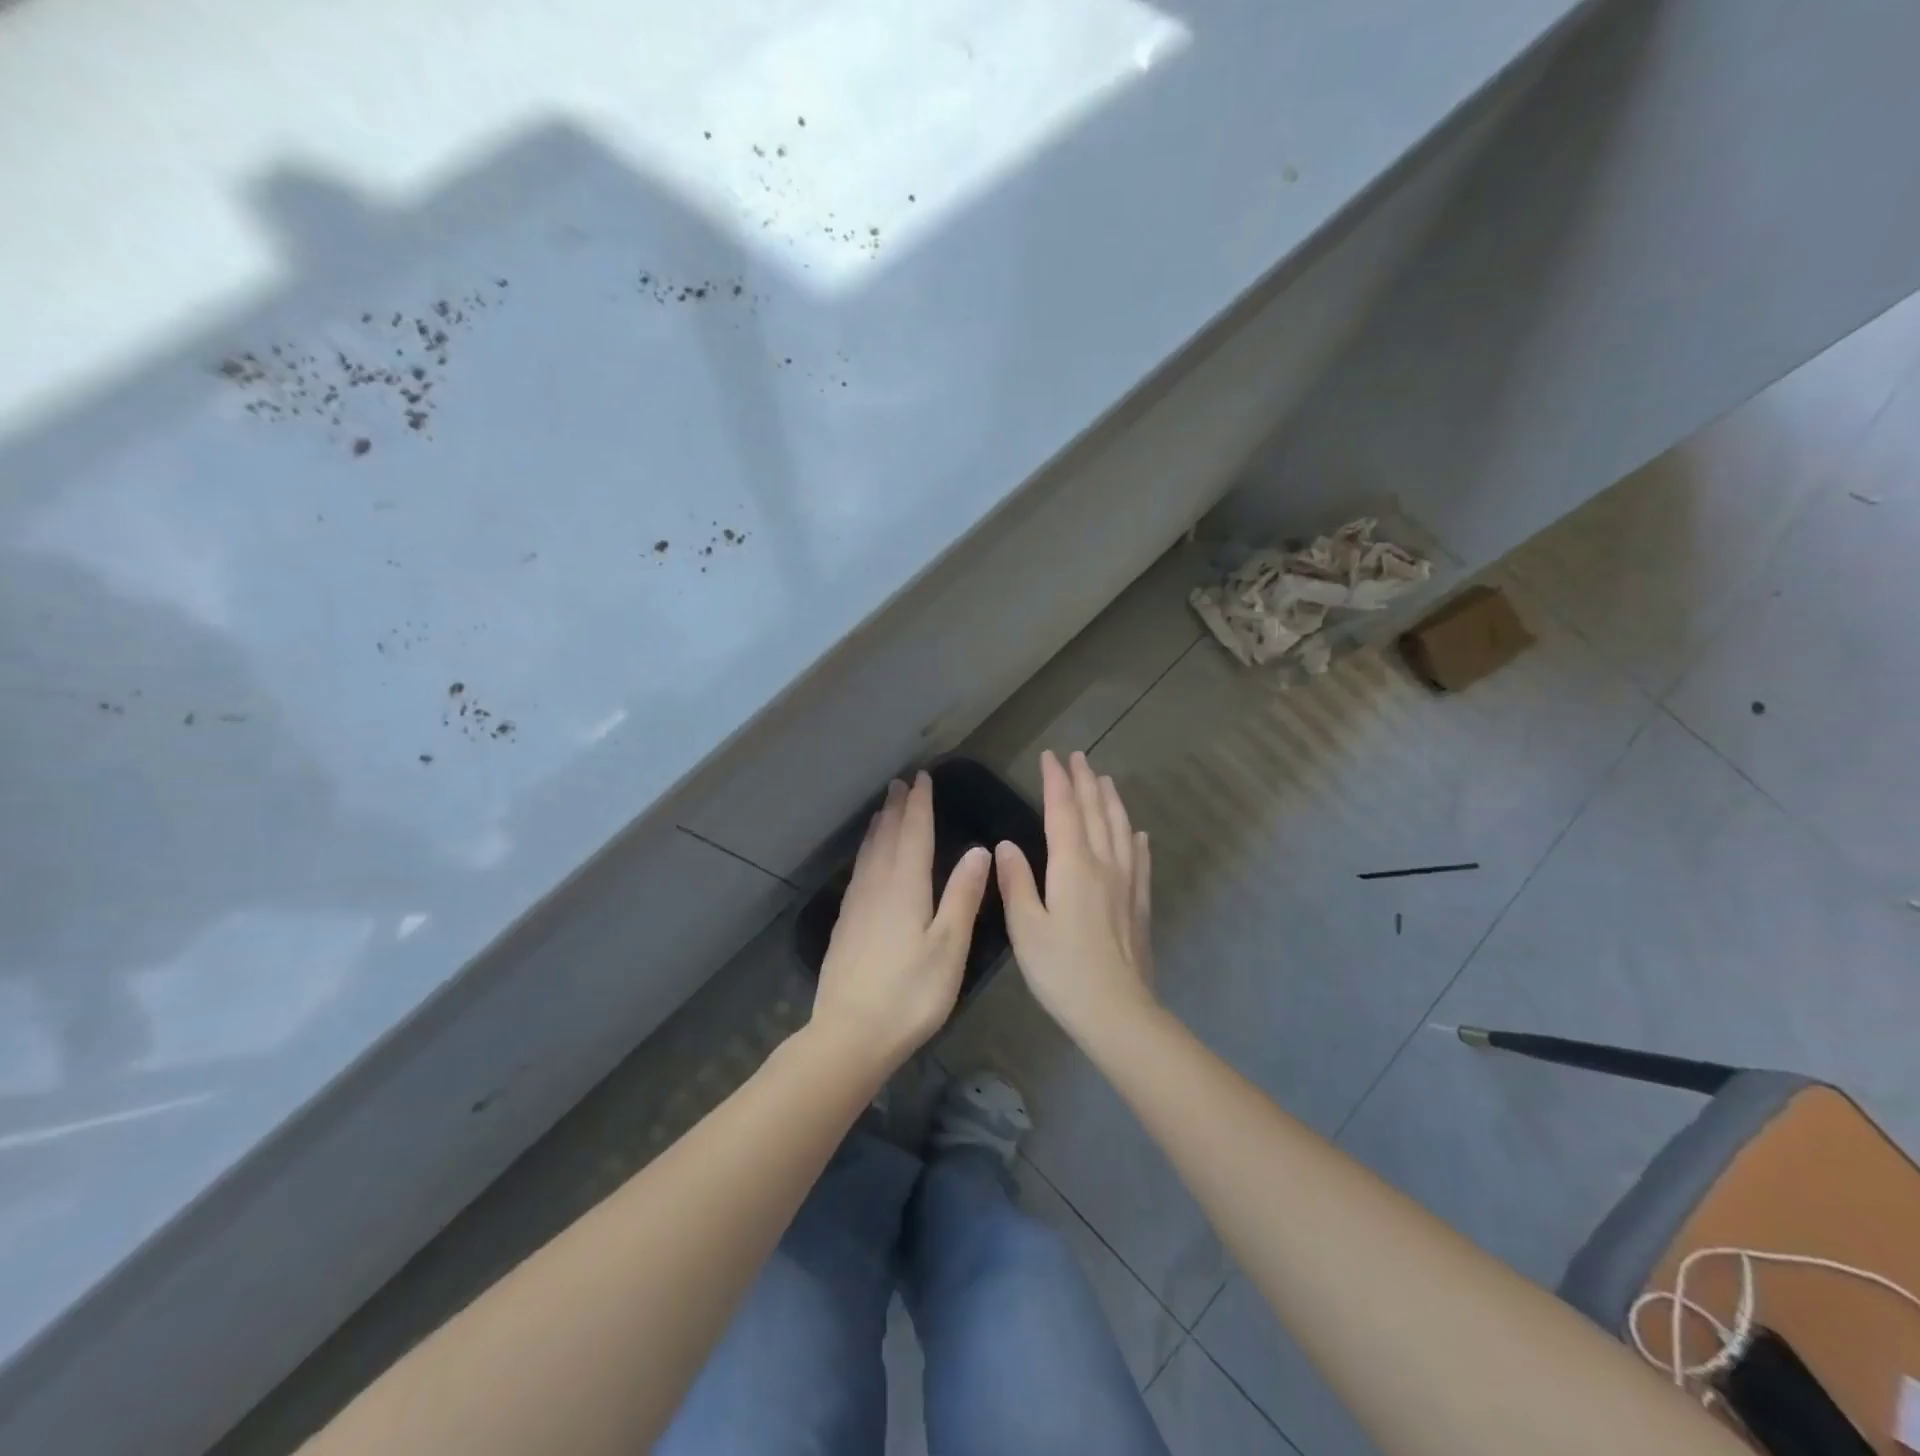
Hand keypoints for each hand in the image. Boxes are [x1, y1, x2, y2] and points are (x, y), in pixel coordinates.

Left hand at [813, 772, 991, 1070]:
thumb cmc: (910, 994)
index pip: (914, 834)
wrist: (850, 1035)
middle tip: (900, 783)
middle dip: (897, 809)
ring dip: (879, 828)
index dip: (920, 805)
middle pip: (888, 838)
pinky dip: (866, 854)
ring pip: (868, 854)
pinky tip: (866, 863)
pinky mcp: (844, 926)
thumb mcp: (949, 947)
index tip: (921, 778)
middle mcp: (877, 888)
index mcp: (906, 888)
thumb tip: (979, 850)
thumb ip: (963, 896)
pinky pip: (858, 873)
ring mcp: (855, 906)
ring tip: (883, 811)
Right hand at [995, 751, 1155, 1043]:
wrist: (1116, 1010)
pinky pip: (1140, 861)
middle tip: (1077, 757)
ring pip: (1120, 829)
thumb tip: (1005, 844)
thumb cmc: (1061, 970)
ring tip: (1105, 780)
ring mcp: (1126, 883)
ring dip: (1111, 801)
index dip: (1056, 781)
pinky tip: (1138, 834)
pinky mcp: (1139, 904)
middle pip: (1095, 812)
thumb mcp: (1025, 927)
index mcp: (1072, 866)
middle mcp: (1103, 864)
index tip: (1050, 757)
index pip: (1062, 811)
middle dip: (1084, 781)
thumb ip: (1016, 882)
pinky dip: (1136, 840)